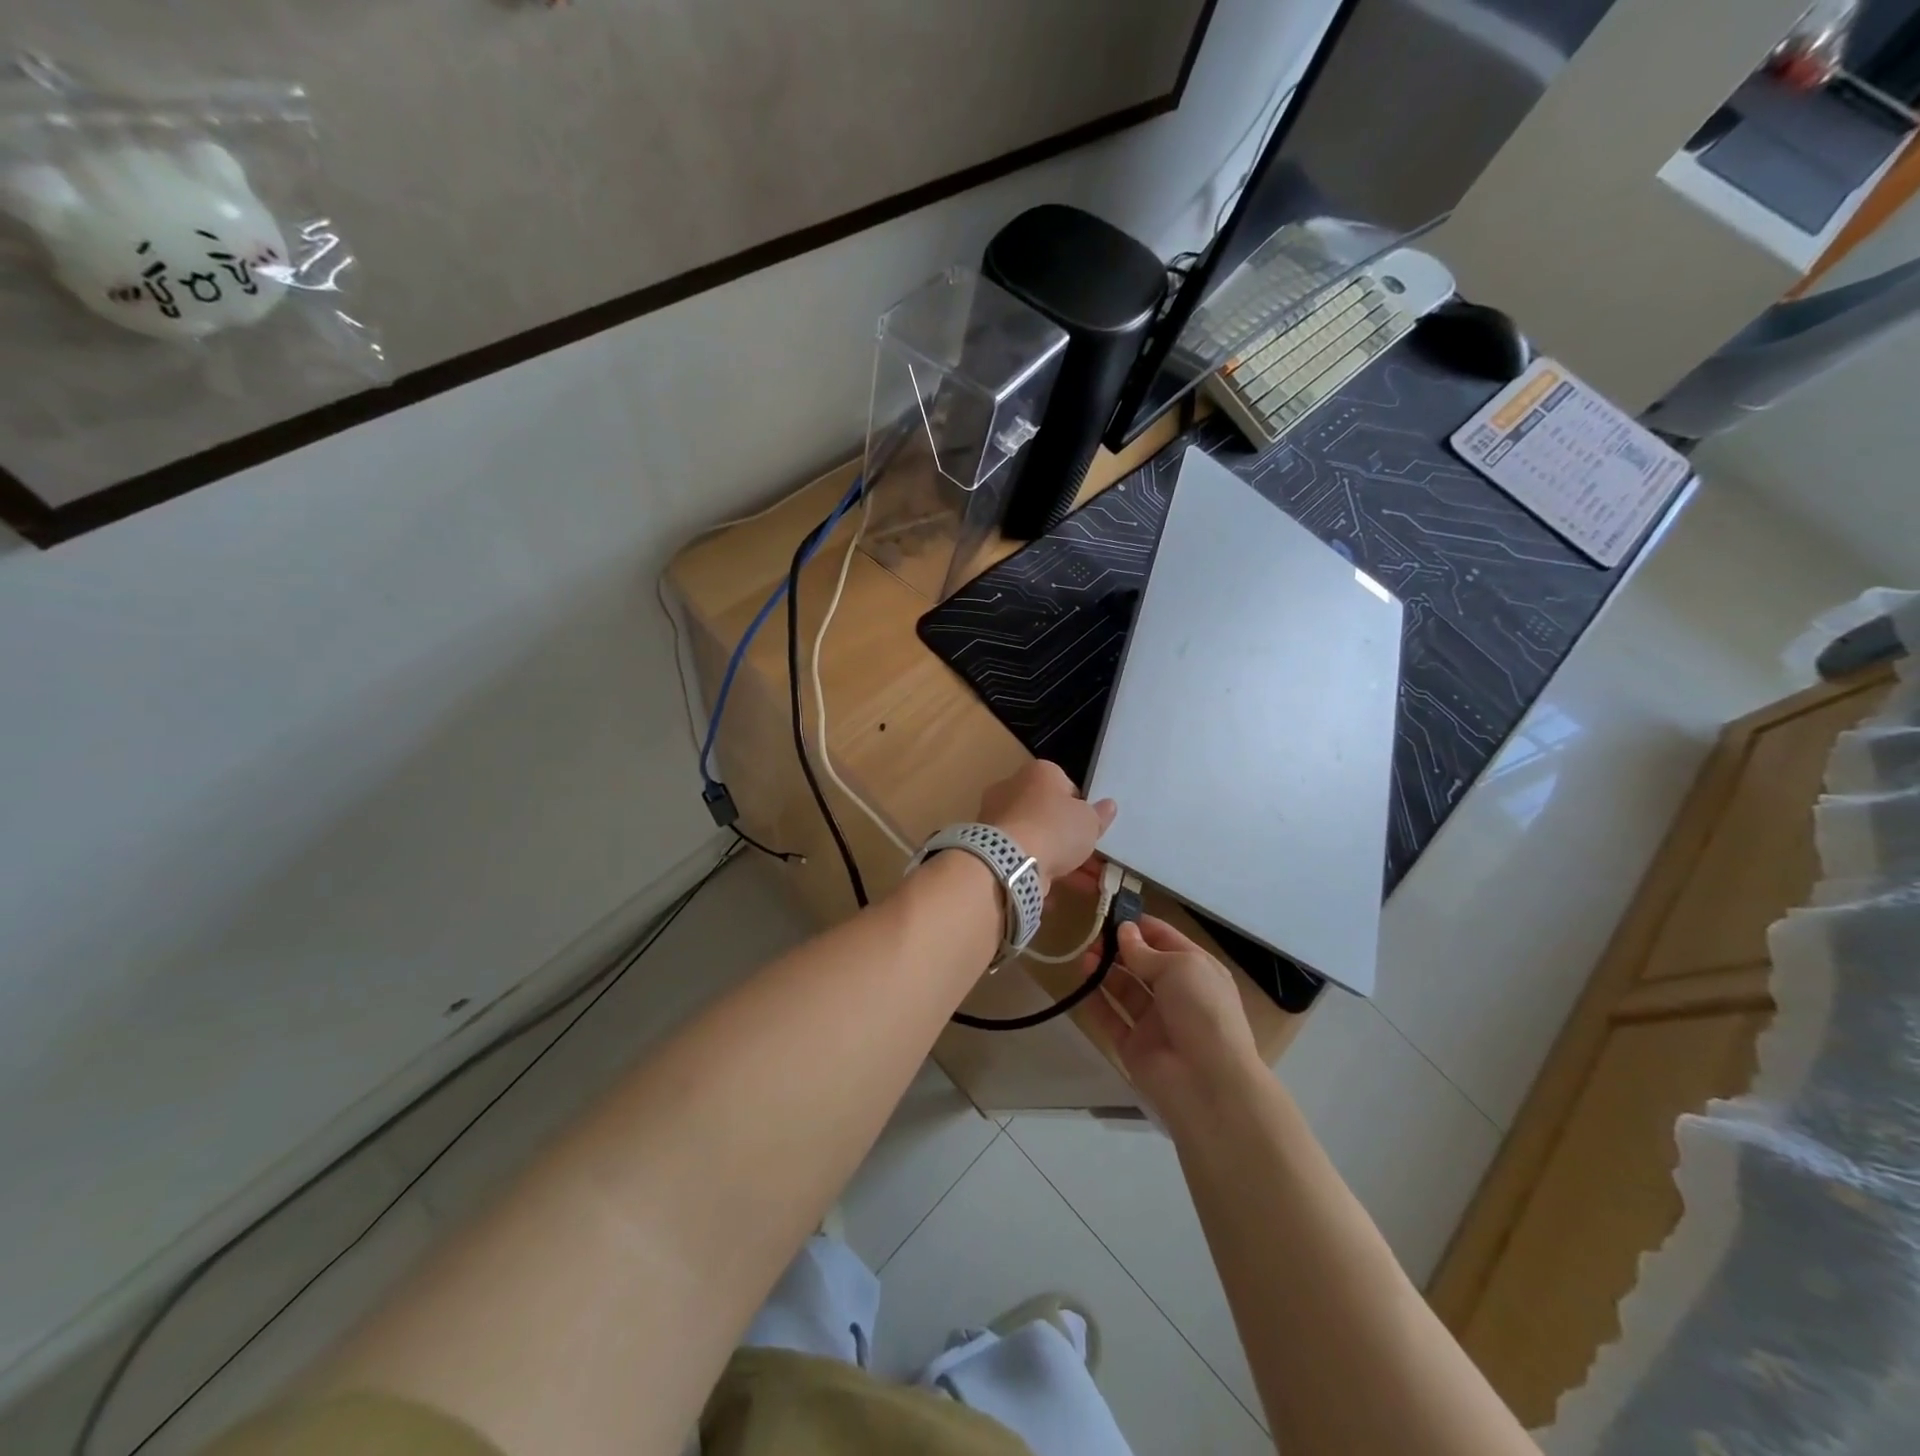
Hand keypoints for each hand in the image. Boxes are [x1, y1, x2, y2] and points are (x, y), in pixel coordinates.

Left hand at [977, 760, 1116, 892]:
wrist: (1010, 860)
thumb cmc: (1055, 828)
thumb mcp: (1089, 821)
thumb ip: (1099, 815)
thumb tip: (1108, 806)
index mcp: (1038, 772)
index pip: (1065, 785)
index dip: (1082, 807)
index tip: (1092, 828)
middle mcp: (1013, 788)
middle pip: (1048, 813)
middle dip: (1071, 838)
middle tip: (1093, 859)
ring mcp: (998, 818)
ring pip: (1036, 837)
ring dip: (1060, 859)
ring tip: (1087, 883)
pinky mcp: (991, 846)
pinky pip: (1021, 857)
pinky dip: (1038, 872)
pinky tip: (1056, 893)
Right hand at [1081, 915, 1262, 1120]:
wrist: (1208, 1083)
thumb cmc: (1202, 1011)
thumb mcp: (1179, 967)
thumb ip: (1146, 951)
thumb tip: (1124, 931)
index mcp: (1197, 970)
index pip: (1165, 939)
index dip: (1140, 925)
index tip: (1111, 912)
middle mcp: (1177, 994)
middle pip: (1142, 963)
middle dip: (1118, 947)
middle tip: (1091, 935)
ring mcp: (1155, 1021)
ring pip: (1125, 989)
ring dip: (1105, 971)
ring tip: (1084, 956)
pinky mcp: (1134, 1046)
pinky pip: (1111, 1018)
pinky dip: (1096, 1001)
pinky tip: (1080, 983)